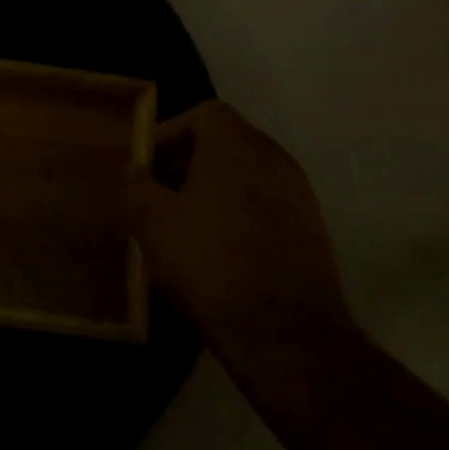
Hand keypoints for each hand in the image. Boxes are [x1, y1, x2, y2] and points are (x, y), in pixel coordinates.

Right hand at [129, 101, 353, 366]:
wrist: (286, 336)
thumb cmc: (209, 262)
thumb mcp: (151, 222)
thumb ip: (137, 186)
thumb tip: (135, 173)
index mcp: (237, 144)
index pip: (203, 113)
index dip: (170, 133)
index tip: (148, 167)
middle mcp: (274, 158)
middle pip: (224, 144)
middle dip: (187, 164)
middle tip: (158, 197)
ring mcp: (299, 196)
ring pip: (245, 178)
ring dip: (213, 193)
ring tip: (183, 228)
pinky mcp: (313, 233)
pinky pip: (266, 208)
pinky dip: (239, 217)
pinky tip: (217, 254)